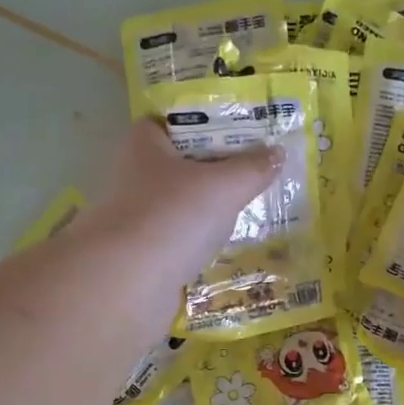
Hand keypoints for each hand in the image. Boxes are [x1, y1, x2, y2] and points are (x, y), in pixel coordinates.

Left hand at [90, 118, 280, 284]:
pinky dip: (205, 241)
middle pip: (186, 163)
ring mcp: (140, 216)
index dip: (211, 123)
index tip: (247, 132)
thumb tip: (278, 152)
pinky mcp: (146, 252)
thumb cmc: (172, 216)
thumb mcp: (224, 186)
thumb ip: (253, 168)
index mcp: (146, 143)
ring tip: (256, 207)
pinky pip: (183, 238)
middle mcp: (137, 174)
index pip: (178, 121)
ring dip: (215, 208)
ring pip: (185, 204)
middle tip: (262, 170)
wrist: (126, 283)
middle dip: (221, 168)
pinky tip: (233, 244)